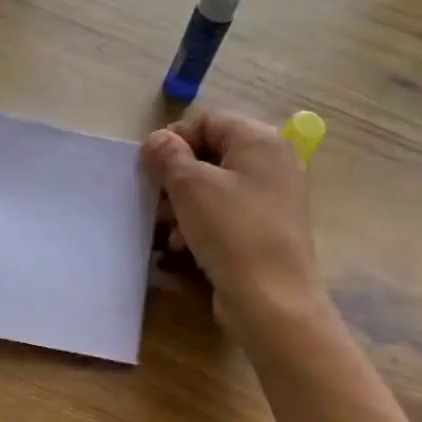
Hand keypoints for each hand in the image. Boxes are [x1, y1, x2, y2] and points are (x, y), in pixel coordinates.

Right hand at [141, 111, 324, 333]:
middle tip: (154, 201)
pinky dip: (201, 226)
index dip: (173, 139)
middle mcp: (273, 164)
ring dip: (183, 206)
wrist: (271, 300)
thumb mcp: (190, 186)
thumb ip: (167, 156)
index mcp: (261, 141)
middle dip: (175, 177)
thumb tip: (156, 142)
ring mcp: (272, 200)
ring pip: (215, 189)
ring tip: (166, 230)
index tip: (148, 167)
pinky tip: (182, 248)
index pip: (207, 121)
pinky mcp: (266, 232)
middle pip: (211, 155)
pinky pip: (226, 216)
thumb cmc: (231, 231)